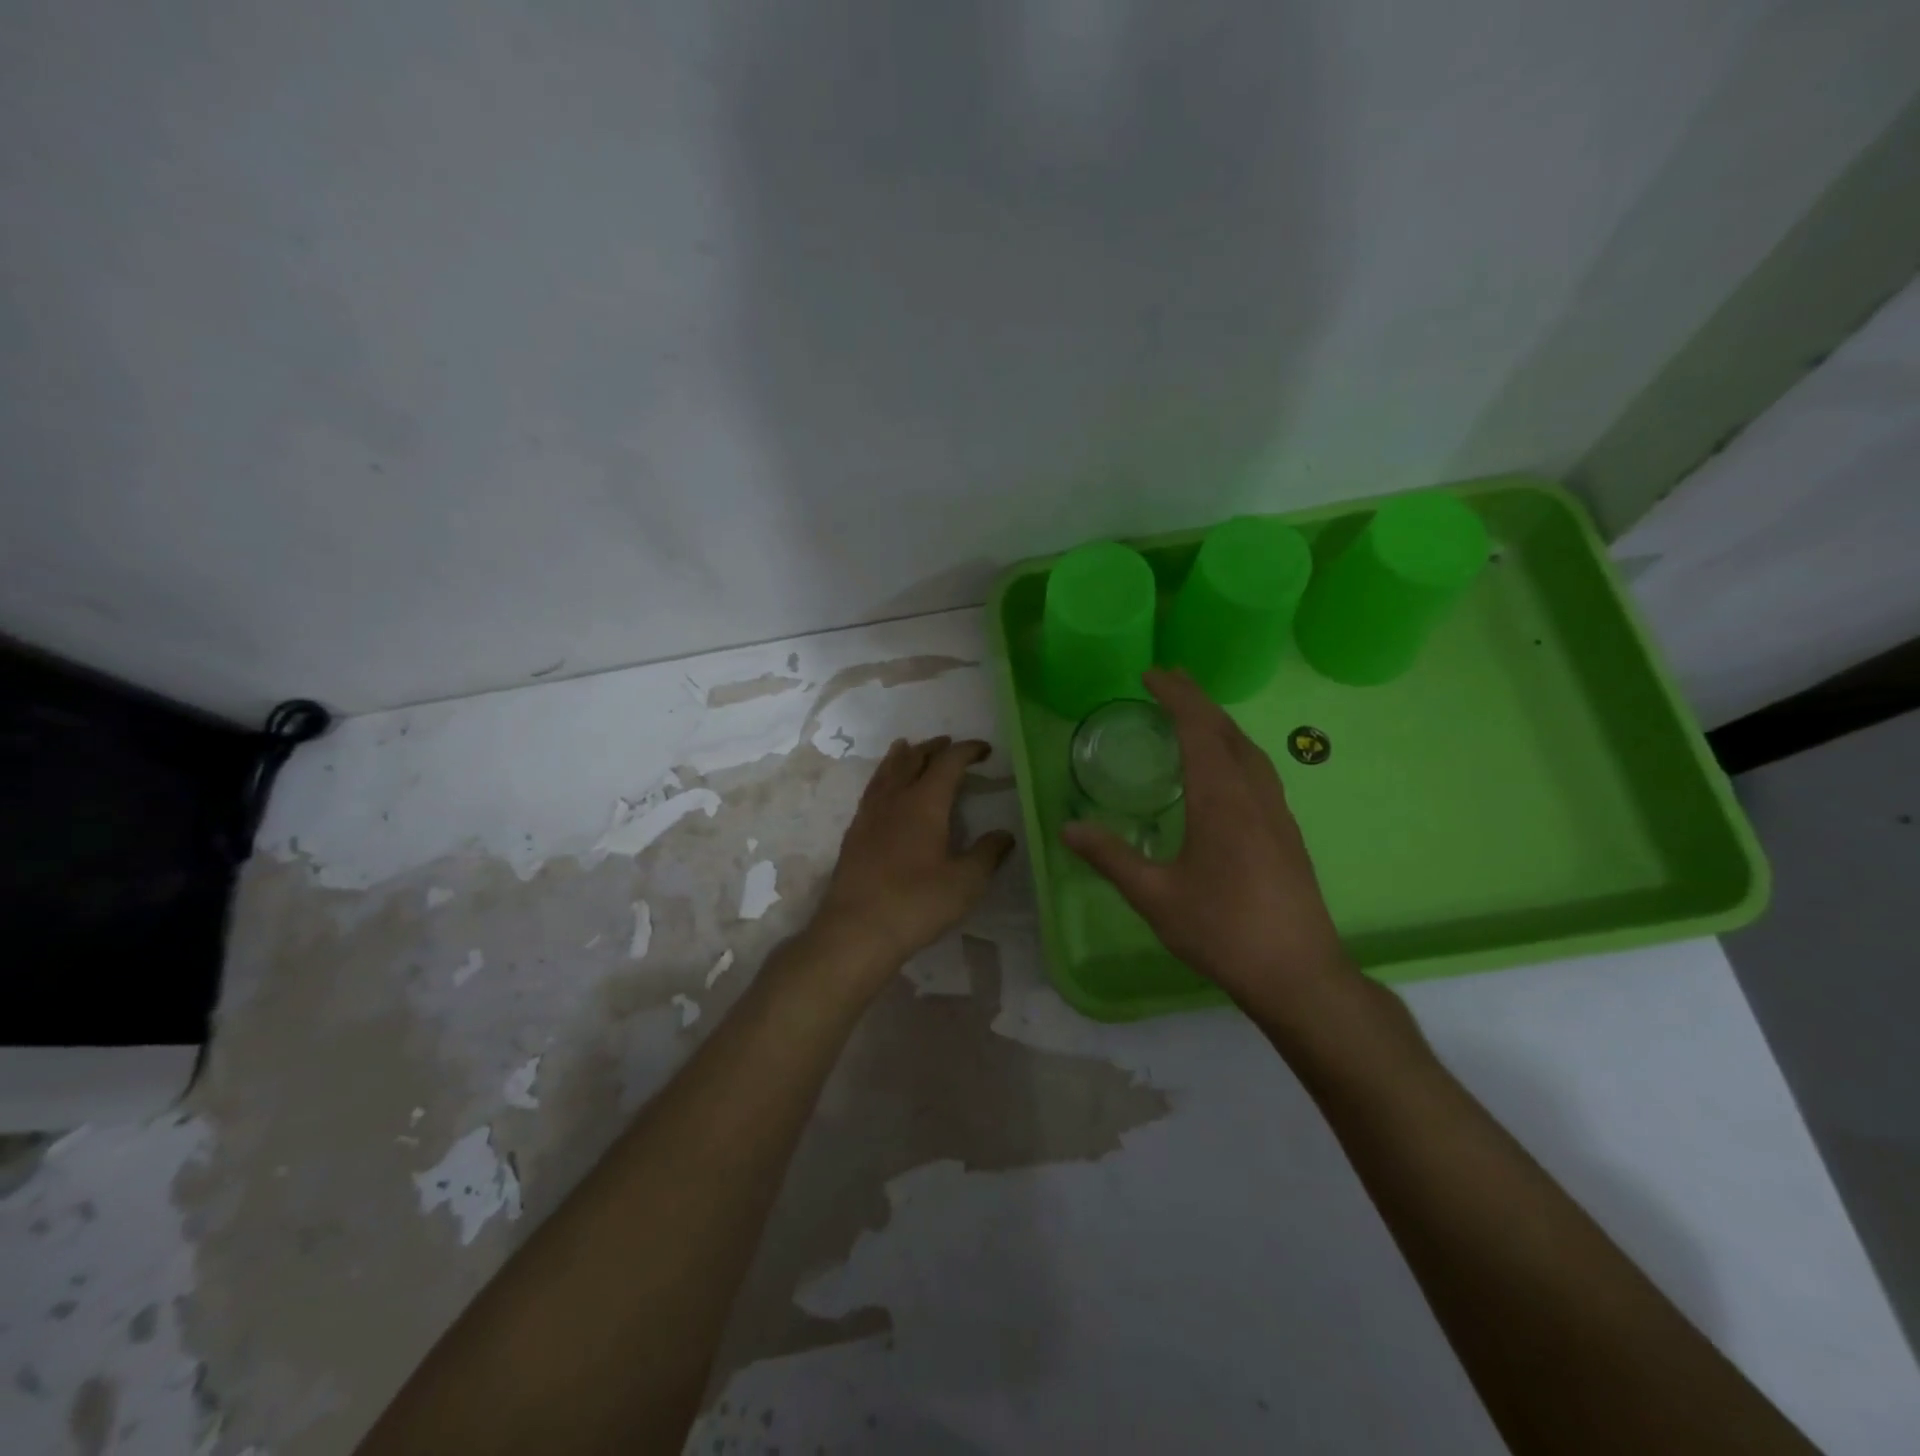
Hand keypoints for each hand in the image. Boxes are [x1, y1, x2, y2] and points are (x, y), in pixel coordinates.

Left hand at [809, 737, 1015, 995]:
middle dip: (933, 748)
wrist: (857, 930)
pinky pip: (871, 792)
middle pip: (913, 760)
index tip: (984, 750)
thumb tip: (1004, 835)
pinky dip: (883, 779)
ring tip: (907, 747)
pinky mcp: (853, 835)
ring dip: (902, 757)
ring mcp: (869, 816)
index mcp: (925, 803)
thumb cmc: (917, 903)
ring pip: (886, 772)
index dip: (967, 751)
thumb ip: (987, 854)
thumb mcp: (966, 882)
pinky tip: (883, 792)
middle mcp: (894, 799)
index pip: (948, 763)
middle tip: (948, 743)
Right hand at [1062, 669, 1356, 1015]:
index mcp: (1221, 800)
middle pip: (1227, 731)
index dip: (1176, 696)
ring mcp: (1277, 814)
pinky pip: (1259, 772)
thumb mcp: (1155, 896)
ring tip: (1193, 717)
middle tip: (1167, 681)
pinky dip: (1234, 751)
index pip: (1199, 728)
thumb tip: (1068, 828)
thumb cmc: (1222, 931)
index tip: (1151, 675)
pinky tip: (1223, 773)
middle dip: (1197, 700)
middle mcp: (1254, 795)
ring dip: (1219, 724)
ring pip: (1249, 750)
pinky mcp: (1287, 834)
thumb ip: (1111, 857)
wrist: (1298, 974)